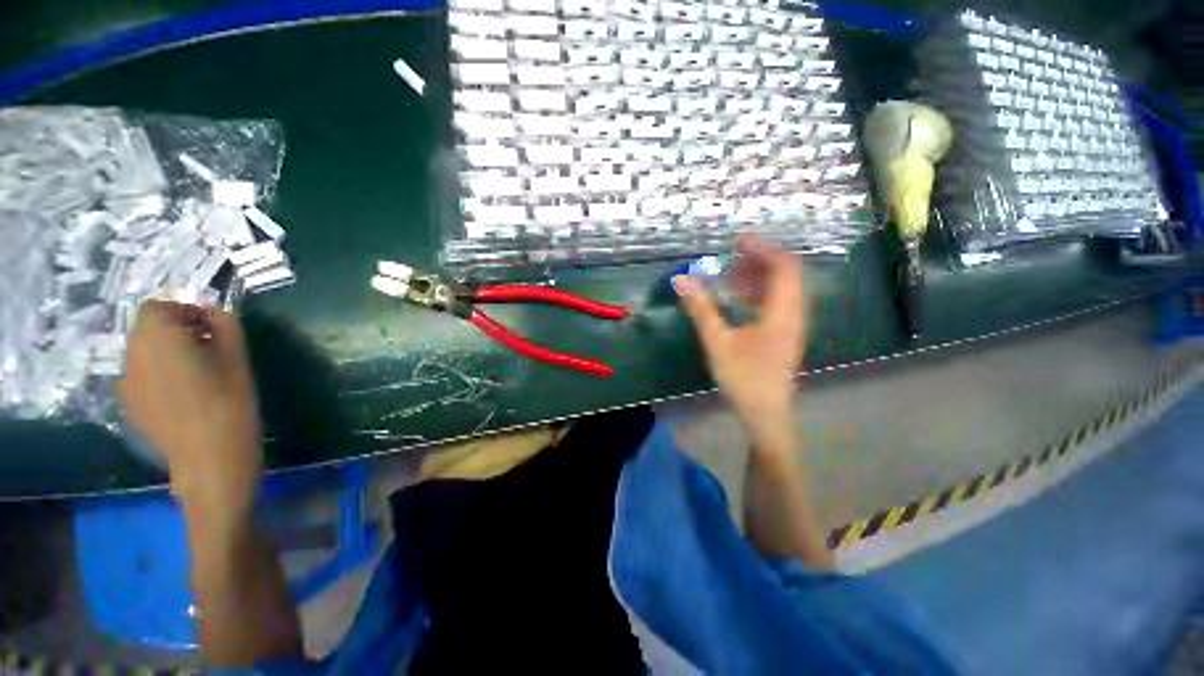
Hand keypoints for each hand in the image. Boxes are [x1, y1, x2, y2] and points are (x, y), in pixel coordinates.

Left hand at [121, 301, 262, 519]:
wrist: (209, 457)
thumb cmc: (229, 402)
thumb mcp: (238, 359)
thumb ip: (226, 326)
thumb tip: (217, 310)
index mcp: (158, 337)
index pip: (158, 306)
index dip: (185, 311)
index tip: (212, 326)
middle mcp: (133, 354)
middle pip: (147, 329)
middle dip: (175, 330)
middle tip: (209, 347)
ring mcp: (127, 382)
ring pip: (144, 353)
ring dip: (167, 352)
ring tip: (198, 373)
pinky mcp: (130, 405)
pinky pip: (142, 377)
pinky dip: (160, 375)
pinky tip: (185, 396)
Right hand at [674, 239, 809, 454]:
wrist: (765, 414)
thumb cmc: (743, 378)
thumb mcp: (717, 342)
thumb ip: (701, 309)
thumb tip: (682, 280)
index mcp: (783, 312)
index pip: (784, 266)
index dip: (763, 249)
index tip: (736, 244)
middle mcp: (795, 314)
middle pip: (785, 274)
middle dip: (757, 262)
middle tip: (728, 263)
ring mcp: (792, 325)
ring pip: (782, 289)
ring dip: (758, 278)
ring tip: (730, 279)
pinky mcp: (786, 334)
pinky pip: (778, 303)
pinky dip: (760, 294)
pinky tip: (739, 301)